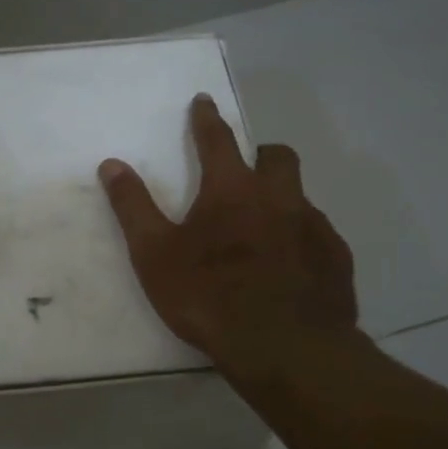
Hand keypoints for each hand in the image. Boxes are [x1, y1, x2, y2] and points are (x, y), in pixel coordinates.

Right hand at [98, 94, 360, 383]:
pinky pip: (320, 236)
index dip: (207, 119)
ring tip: (264, 228)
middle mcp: (279, 198)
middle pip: (277, 157)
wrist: (283, 347)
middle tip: (246, 171)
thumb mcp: (154, 254)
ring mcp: (314, 227)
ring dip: (282, 199)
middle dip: (260, 154)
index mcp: (233, 190)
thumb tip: (112, 164)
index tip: (204, 101)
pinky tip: (291, 266)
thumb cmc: (209, 296)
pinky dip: (302, 238)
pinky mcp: (336, 260)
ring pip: (301, 197)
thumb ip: (133, 206)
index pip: (218, 140)